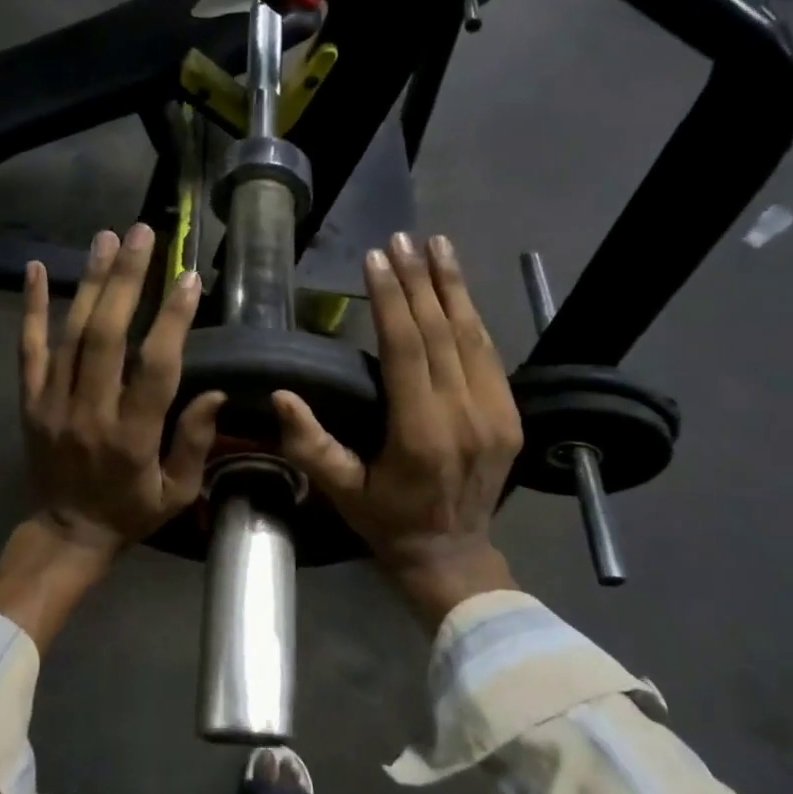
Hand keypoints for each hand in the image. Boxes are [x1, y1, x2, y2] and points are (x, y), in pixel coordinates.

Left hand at [19, 224, 225, 554]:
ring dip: (89, 282)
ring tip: (106, 237)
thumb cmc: (130, 512)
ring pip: (70, 333)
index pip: (155, 368)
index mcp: (132, 436)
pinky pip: (28, 349)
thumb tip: (217, 392)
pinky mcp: (29, 400)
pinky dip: (31, 308)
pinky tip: (34, 269)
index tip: (187, 278)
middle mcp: (90, 411)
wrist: (65, 533)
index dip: (172, 320)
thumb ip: (194, 442)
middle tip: (142, 234)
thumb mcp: (176, 492)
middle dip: (126, 280)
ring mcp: (53, 403)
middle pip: (106, 335)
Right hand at [274, 232, 521, 627]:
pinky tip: (458, 289)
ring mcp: (496, 414)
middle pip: (441, 332)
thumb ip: (311, 445)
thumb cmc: (386, 522)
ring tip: (437, 245)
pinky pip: (489, 355)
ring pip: (472, 336)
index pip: (407, 349)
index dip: (392, 300)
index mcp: (422, 434)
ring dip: (453, 286)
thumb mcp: (341, 491)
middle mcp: (465, 416)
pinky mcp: (510, 416)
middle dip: (420, 280)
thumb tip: (282, 395)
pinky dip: (472, 317)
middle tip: (402, 238)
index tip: (377, 258)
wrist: (453, 556)